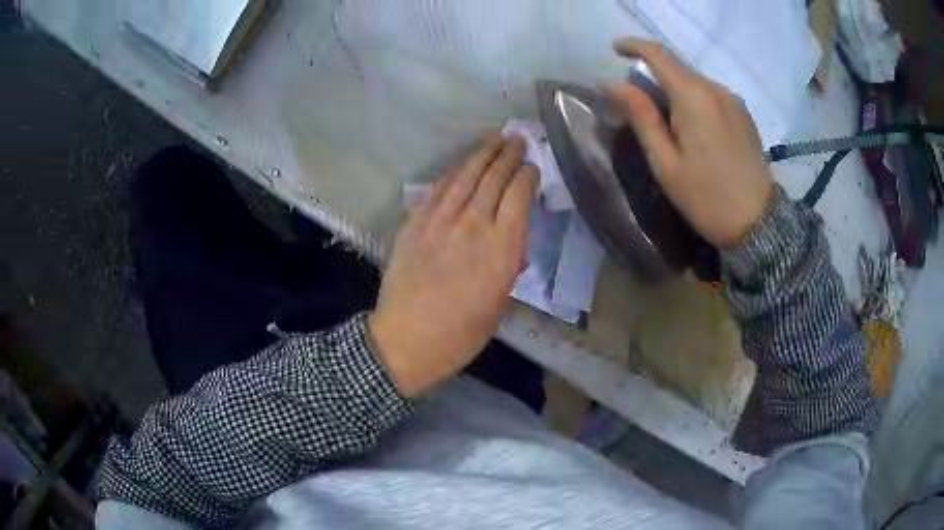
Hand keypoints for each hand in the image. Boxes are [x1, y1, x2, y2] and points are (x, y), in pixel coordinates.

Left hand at [368, 134, 536, 397]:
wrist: (406, 341)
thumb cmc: (460, 334)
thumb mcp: (498, 304)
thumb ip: (507, 266)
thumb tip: (512, 243)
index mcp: (500, 249)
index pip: (518, 196)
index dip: (527, 176)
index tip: (532, 167)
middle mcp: (472, 225)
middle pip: (493, 178)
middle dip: (508, 154)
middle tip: (517, 139)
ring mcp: (439, 221)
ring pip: (465, 176)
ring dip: (481, 153)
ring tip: (493, 138)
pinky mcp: (414, 223)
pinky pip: (437, 189)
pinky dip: (452, 172)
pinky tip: (460, 164)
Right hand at [608, 38, 773, 247]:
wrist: (758, 224)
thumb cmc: (706, 198)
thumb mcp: (665, 163)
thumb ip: (641, 117)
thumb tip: (614, 84)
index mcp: (694, 98)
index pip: (658, 54)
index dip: (633, 45)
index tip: (615, 48)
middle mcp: (716, 89)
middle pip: (677, 67)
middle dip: (653, 74)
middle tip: (639, 104)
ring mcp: (733, 100)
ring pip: (695, 81)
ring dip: (675, 89)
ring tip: (670, 124)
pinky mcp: (744, 114)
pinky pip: (711, 94)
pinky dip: (694, 99)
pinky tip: (695, 129)